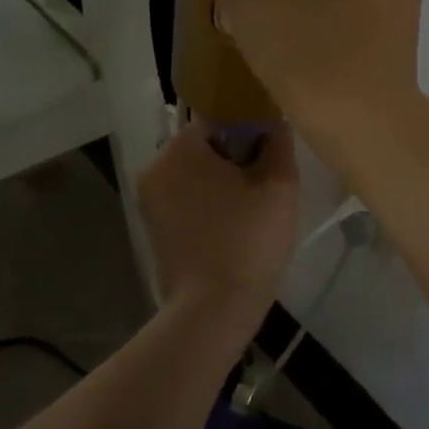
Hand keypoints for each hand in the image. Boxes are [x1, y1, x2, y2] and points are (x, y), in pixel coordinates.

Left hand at [136, 120, 299, 324]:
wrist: (213, 310)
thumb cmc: (249, 240)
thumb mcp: (280, 184)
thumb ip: (279, 142)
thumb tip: (274, 121)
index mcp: (180, 149)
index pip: (220, 117)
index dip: (251, 130)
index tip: (272, 154)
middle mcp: (155, 167)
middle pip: (205, 145)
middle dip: (236, 156)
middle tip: (266, 183)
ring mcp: (149, 200)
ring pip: (196, 173)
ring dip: (223, 181)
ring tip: (252, 207)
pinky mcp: (152, 228)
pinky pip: (186, 199)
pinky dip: (208, 203)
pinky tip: (232, 226)